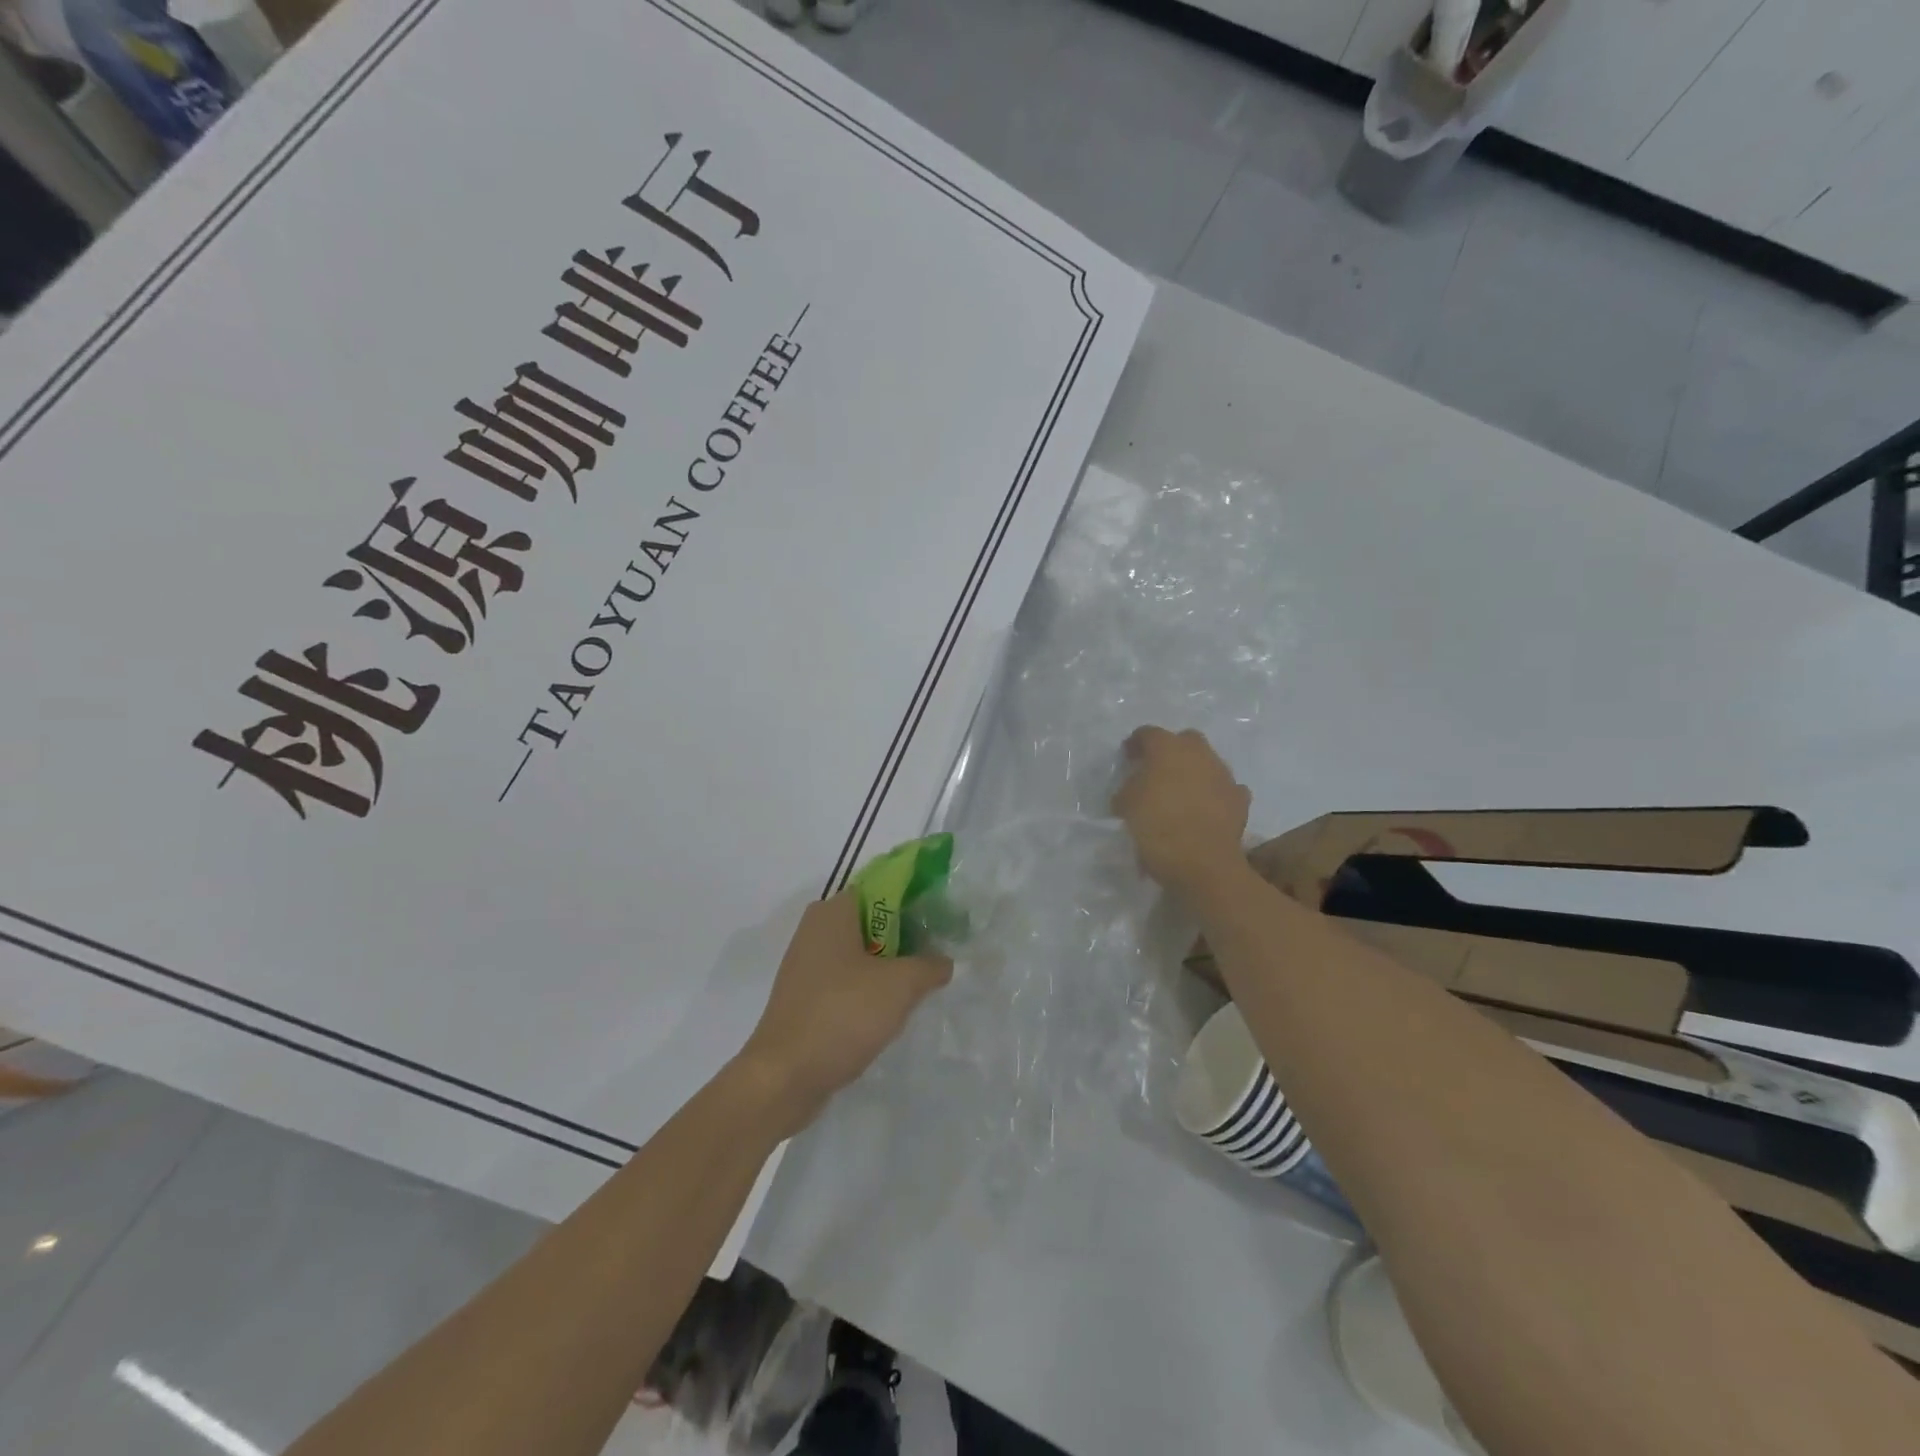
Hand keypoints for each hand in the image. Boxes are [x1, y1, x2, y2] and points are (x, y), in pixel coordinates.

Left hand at [735, 893, 950, 1136]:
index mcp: (833, 911)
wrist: (784, 1077)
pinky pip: (847, 980)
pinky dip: (869, 989)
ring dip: (889, 966)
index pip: (882, 887)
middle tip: (938, 955)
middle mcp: (816, 929)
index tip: (943, 920)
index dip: (916, 899)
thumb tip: (944, 961)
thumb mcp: (900, 986)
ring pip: (861, 953)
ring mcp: (807, 964)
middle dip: (907, 936)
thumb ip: (929, 965)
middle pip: (873, 920)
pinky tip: (890, 1011)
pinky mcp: (805, 996)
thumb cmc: (843, 1015)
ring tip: (920, 985)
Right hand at [1112, 726, 1251, 900]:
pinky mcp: (1240, 799)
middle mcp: (1199, 753)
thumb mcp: (1126, 806)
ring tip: (1181, 794)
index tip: (1127, 758)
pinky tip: (1205, 809)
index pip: (1147, 734)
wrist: (1202, 862)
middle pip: (1184, 741)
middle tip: (1157, 771)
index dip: (1135, 744)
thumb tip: (1133, 790)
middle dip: (1171, 751)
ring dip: (1194, 772)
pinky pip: (1224, 789)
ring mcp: (1223, 775)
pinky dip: (1214, 795)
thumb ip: (1128, 790)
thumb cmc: (1157, 826)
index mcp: (1167, 748)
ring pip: (1207, 763)